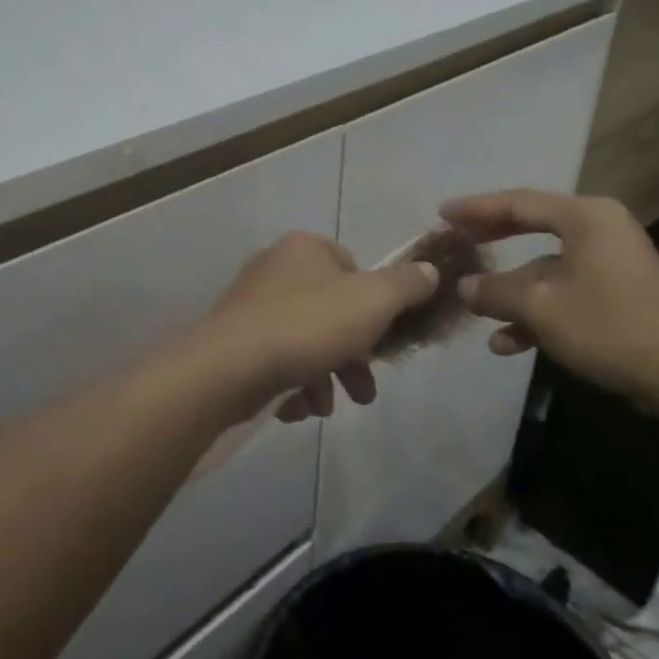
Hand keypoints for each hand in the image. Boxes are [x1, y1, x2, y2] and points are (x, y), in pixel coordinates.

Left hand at [198, 233, 438, 422]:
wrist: (228, 368)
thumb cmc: (308, 326)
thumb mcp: (373, 301)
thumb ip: (406, 285)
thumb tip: (430, 271)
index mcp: (305, 248)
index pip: (352, 268)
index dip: (374, 306)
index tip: (381, 341)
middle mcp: (274, 269)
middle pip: (330, 311)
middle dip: (352, 356)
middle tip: (364, 392)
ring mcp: (250, 305)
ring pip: (304, 341)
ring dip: (324, 377)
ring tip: (326, 408)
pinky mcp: (233, 341)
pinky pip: (275, 360)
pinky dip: (292, 384)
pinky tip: (296, 409)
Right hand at [439, 191, 658, 411]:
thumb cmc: (608, 325)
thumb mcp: (540, 307)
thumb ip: (496, 291)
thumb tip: (464, 287)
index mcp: (584, 217)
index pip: (518, 202)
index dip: (476, 208)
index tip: (442, 213)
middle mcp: (598, 230)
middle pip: (531, 228)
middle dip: (492, 241)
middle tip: (456, 241)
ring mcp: (610, 263)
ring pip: (546, 269)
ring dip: (512, 292)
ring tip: (476, 310)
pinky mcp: (617, 294)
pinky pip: (565, 292)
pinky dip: (537, 312)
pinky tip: (509, 343)